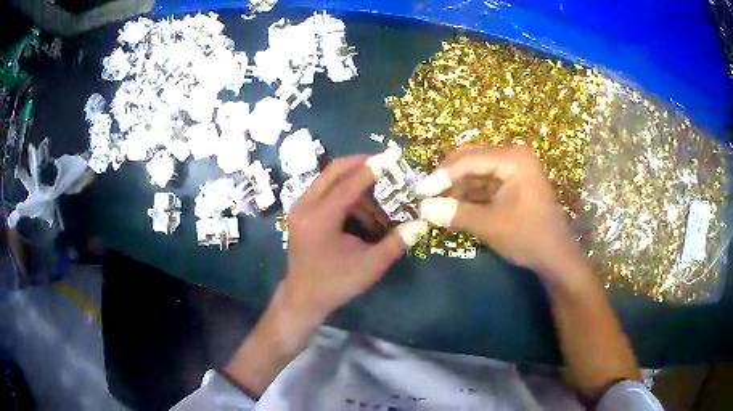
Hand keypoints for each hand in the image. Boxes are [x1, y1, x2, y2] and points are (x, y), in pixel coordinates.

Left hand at [282, 152, 428, 322]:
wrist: (303, 297)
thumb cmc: (336, 283)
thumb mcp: (370, 266)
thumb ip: (395, 242)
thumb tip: (421, 223)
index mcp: (320, 219)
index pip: (349, 183)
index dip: (374, 167)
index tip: (394, 153)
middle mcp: (305, 206)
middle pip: (334, 170)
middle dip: (361, 163)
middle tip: (386, 164)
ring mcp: (299, 207)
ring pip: (329, 179)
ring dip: (355, 183)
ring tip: (378, 202)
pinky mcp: (300, 212)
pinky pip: (324, 191)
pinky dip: (345, 194)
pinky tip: (362, 213)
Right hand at [415, 144, 587, 286]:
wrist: (556, 257)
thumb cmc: (528, 237)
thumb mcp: (490, 225)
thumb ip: (456, 213)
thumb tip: (422, 208)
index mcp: (513, 159)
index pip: (470, 159)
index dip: (442, 175)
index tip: (419, 191)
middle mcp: (514, 157)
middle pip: (471, 159)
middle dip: (448, 177)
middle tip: (426, 194)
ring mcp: (514, 170)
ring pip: (476, 171)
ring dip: (456, 187)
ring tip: (436, 202)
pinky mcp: (513, 184)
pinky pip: (484, 183)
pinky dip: (468, 194)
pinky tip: (453, 205)